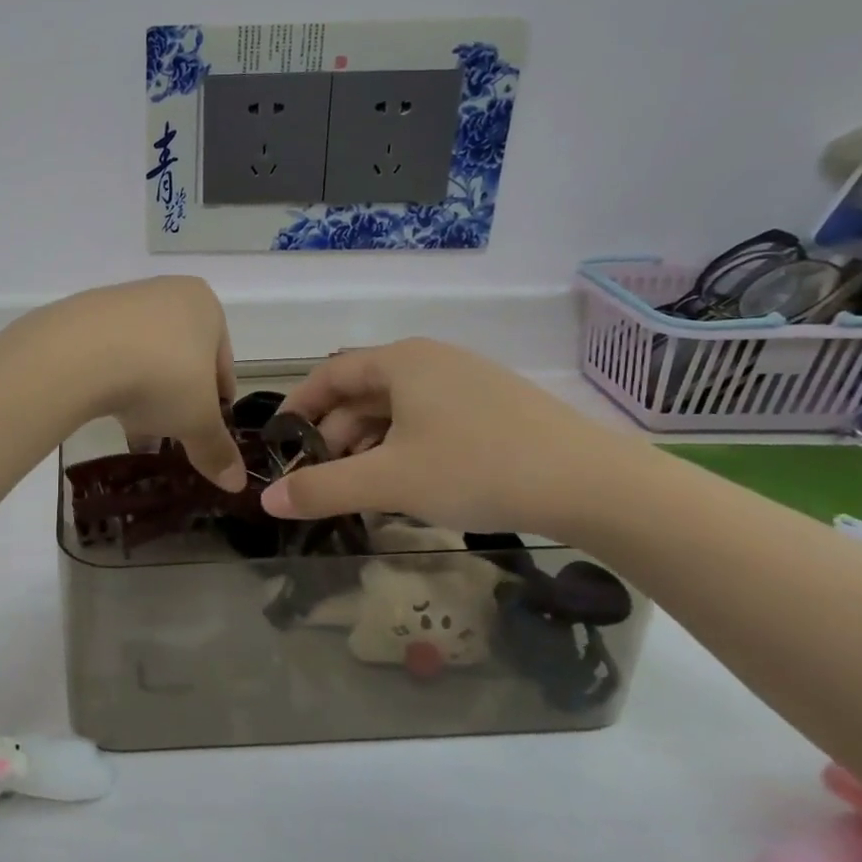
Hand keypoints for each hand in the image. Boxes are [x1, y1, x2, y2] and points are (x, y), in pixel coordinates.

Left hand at [36, 276, 245, 491]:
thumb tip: (237, 483)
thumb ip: (217, 449)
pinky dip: (114, 382)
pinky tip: (108, 412)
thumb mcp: (197, 421)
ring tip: (137, 433)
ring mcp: (121, 301)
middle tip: (172, 434)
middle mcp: (165, 293)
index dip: (218, 400)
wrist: (79, 354)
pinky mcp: (83, 316)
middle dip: (178, 399)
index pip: (222, 361)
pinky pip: (109, 355)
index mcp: (204, 305)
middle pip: (181, 358)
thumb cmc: (161, 377)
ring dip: (145, 394)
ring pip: (144, 357)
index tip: (209, 428)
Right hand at [259, 339, 637, 534]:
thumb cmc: (477, 468)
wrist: (593, 485)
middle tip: (323, 477)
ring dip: (370, 445)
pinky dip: (406, 447)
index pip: (330, 374)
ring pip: (398, 409)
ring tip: (363, 487)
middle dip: (335, 434)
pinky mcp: (496, 407)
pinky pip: (430, 419)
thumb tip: (268, 501)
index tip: (281, 441)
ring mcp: (468, 381)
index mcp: (402, 361)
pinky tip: (410, 483)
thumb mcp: (389, 481)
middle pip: (363, 392)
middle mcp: (432, 360)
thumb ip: (323, 489)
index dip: (299, 406)